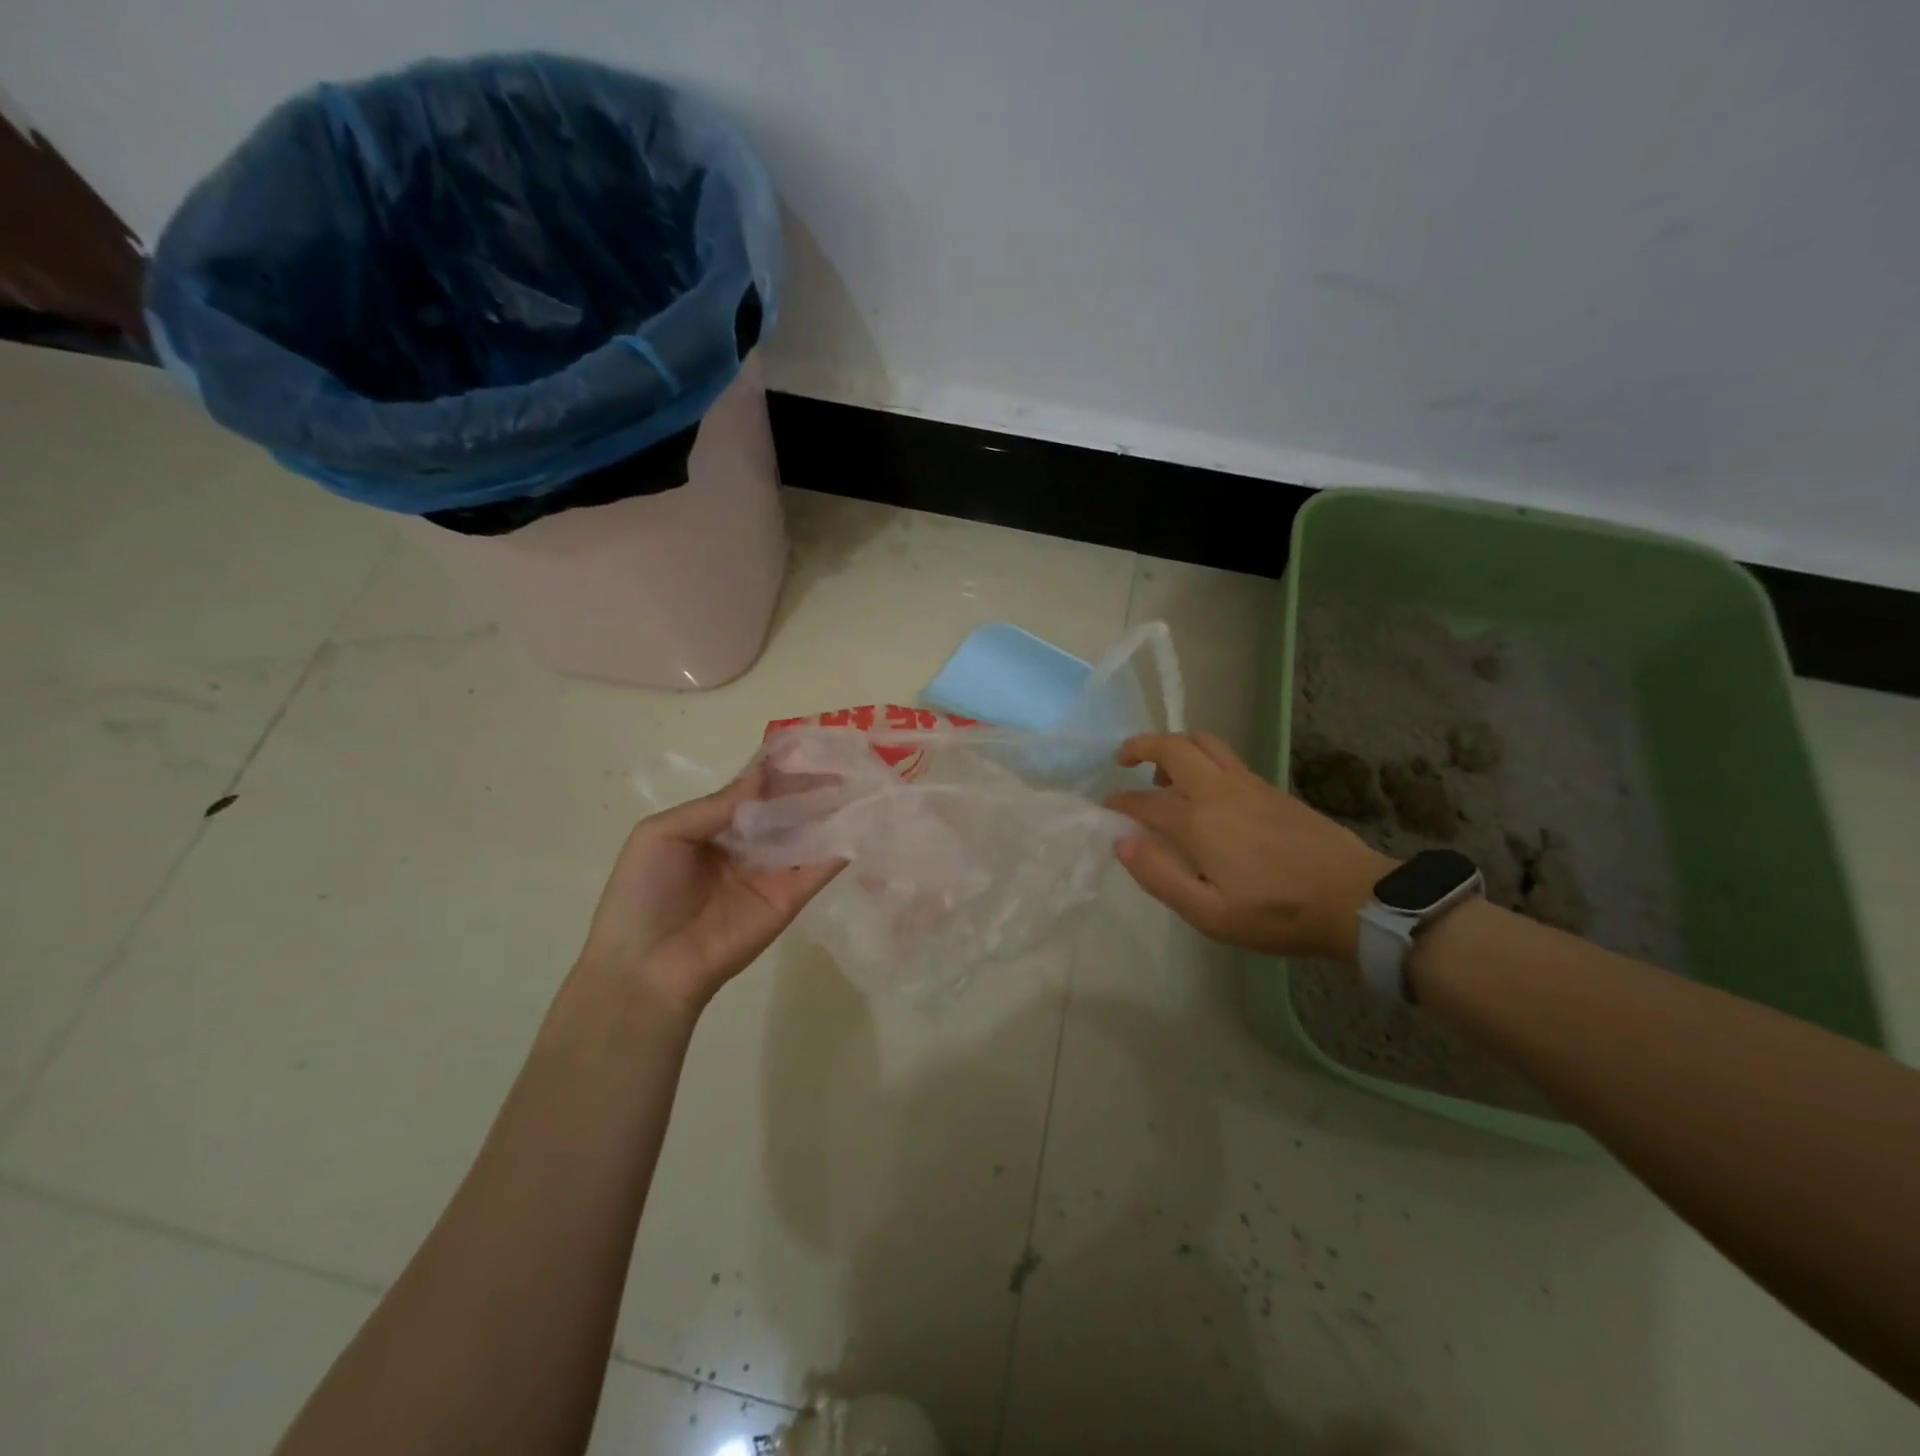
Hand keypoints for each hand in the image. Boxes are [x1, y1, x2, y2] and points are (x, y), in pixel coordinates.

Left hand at [578, 766, 842, 1012]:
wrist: (646, 968)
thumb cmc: (642, 894)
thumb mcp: (661, 834)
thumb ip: (715, 805)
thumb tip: (763, 774)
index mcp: (715, 825)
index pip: (756, 789)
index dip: (780, 768)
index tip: (811, 743)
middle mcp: (749, 844)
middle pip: (787, 808)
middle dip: (813, 785)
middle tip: (847, 758)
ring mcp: (772, 871)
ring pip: (807, 833)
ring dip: (832, 809)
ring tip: (863, 780)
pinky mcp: (790, 898)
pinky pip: (818, 868)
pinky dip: (840, 846)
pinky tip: (862, 820)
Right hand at [1106, 731, 1392, 960]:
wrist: (1354, 898)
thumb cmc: (1277, 913)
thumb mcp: (1209, 913)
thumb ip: (1159, 876)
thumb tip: (1121, 842)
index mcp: (1198, 820)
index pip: (1144, 800)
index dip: (1119, 802)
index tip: (1106, 808)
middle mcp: (1219, 790)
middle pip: (1173, 746)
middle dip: (1141, 745)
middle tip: (1123, 760)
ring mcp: (1249, 784)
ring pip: (1203, 742)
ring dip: (1175, 747)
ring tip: (1163, 774)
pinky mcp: (1271, 788)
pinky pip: (1226, 757)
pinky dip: (1202, 758)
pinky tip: (1205, 791)